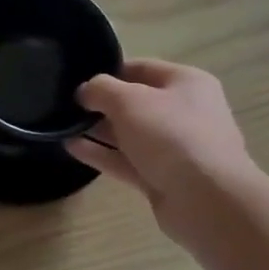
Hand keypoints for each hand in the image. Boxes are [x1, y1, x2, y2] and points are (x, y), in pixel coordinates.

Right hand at [66, 59, 256, 240]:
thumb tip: (84, 91)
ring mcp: (174, 148)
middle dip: (101, 104)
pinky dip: (101, 154)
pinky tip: (71, 148)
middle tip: (65, 105)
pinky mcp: (162, 178)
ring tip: (61, 126)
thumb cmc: (171, 135)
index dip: (108, 71)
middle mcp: (183, 112)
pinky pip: (126, 161)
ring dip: (97, 130)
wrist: (207, 201)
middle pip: (135, 103)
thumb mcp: (129, 100)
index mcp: (186, 83)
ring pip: (129, 134)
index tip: (77, 79)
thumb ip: (101, 89)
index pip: (141, 68)